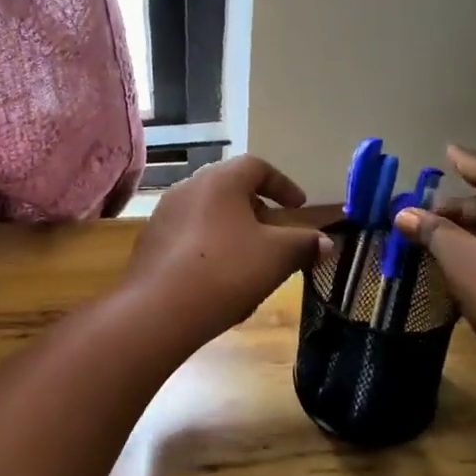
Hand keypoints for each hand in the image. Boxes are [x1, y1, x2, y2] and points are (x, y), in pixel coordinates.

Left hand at [123, 155, 332, 339]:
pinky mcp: (150, 242)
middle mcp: (188, 187)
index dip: (283, 184)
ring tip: (249, 257)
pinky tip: (217, 275)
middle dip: (257, 208)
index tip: (299, 207)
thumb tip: (325, 242)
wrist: (158, 310)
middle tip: (275, 232)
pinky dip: (209, 245)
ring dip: (232, 228)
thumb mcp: (277, 257)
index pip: (257, 166)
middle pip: (230, 188)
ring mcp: (164, 214)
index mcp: (220, 180)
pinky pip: (188, 234)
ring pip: (207, 212)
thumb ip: (304, 244)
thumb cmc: (226, 271)